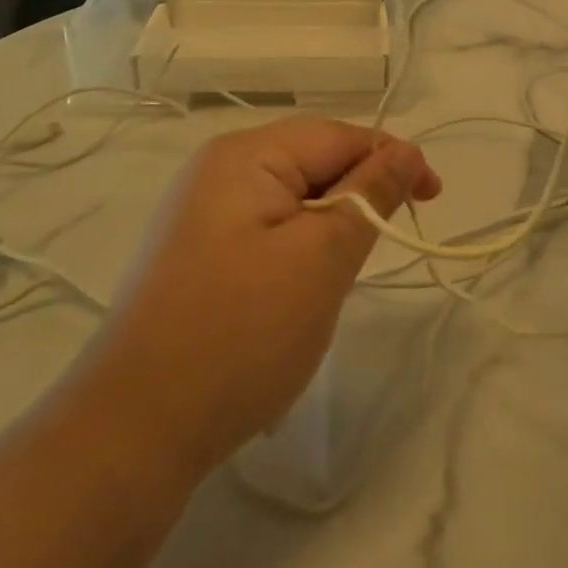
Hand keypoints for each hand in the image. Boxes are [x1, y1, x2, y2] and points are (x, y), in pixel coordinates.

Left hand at [87, 118, 440, 483]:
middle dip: (358, 196)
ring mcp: (200, 212)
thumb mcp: (321, 258)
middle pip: (312, 163)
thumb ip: (369, 195)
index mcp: (245, 155)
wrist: (133, 431)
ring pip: (291, 200)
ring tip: (339, 277)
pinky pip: (265, 230)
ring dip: (328, 228)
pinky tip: (297, 292)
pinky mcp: (195, 252)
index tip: (433, 199)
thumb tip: (406, 152)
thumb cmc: (239, 334)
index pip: (338, 136)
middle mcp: (218, 169)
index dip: (392, 159)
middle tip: (387, 246)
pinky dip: (297, 250)